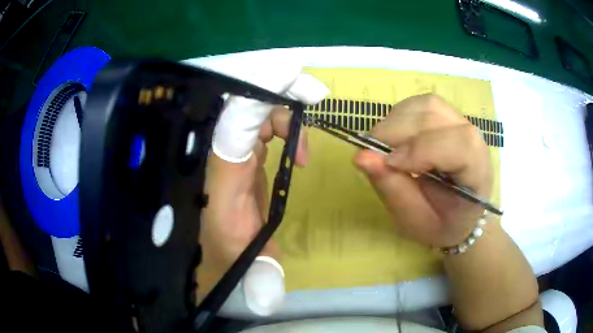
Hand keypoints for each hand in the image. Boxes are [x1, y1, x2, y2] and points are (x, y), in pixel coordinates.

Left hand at [194, 61, 328, 315]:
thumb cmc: (217, 247)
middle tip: (313, 96)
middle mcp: (218, 147)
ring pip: (253, 104)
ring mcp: (227, 143)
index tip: (290, 73)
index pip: (233, 120)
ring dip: (286, 113)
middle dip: (280, 90)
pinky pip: (260, 118)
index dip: (259, 94)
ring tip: (304, 147)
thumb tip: (271, 304)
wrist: (204, 241)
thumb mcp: (241, 258)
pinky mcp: (238, 146)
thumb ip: (260, 275)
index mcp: (218, 170)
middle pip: (243, 97)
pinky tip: (296, 147)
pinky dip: (284, 123)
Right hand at [354, 94, 491, 247]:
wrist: (459, 214)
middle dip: (396, 132)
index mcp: (477, 173)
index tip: (389, 163)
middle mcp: (474, 140)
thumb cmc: (441, 224)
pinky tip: (396, 138)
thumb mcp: (415, 220)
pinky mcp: (447, 116)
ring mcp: (461, 123)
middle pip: (435, 116)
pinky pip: (420, 105)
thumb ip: (392, 189)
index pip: (460, 144)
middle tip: (373, 156)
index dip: (422, 148)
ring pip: (426, 105)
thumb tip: (361, 156)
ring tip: (384, 147)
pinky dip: (400, 116)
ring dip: (396, 122)